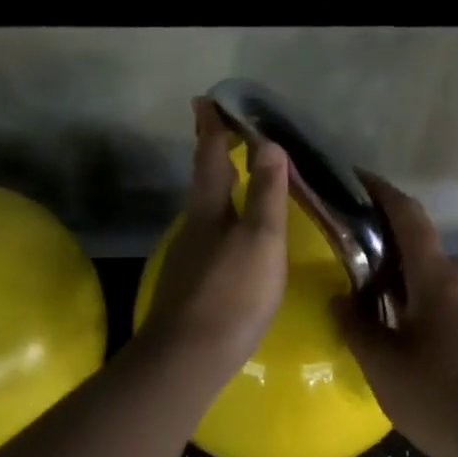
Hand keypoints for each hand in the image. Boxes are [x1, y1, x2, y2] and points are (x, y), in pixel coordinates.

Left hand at [138, 98, 290, 379]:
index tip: (205, 101)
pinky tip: (232, 235)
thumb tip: (269, 144)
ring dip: (217, 187)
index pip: (210, 157)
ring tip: (235, 176)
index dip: (211, 129)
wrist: (189, 356)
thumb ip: (266, 194)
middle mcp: (194, 227)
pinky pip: (210, 236)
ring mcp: (189, 257)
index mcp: (209, 210)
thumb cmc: (233, 293)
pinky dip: (222, 219)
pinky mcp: (193, 284)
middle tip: (221, 131)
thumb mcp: (260, 240)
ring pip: (205, 210)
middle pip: (203, 181)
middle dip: (212, 154)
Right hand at [334, 175, 457, 456]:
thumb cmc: (445, 399)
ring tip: (366, 307)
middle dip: (383, 249)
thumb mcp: (385, 367)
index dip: (383, 193)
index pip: (409, 219)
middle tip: (345, 258)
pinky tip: (401, 344)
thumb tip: (340, 300)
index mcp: (437, 282)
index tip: (357, 178)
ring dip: (400, 287)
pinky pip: (447, 314)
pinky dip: (418, 314)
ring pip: (432, 288)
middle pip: (419, 254)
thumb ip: (357, 329)